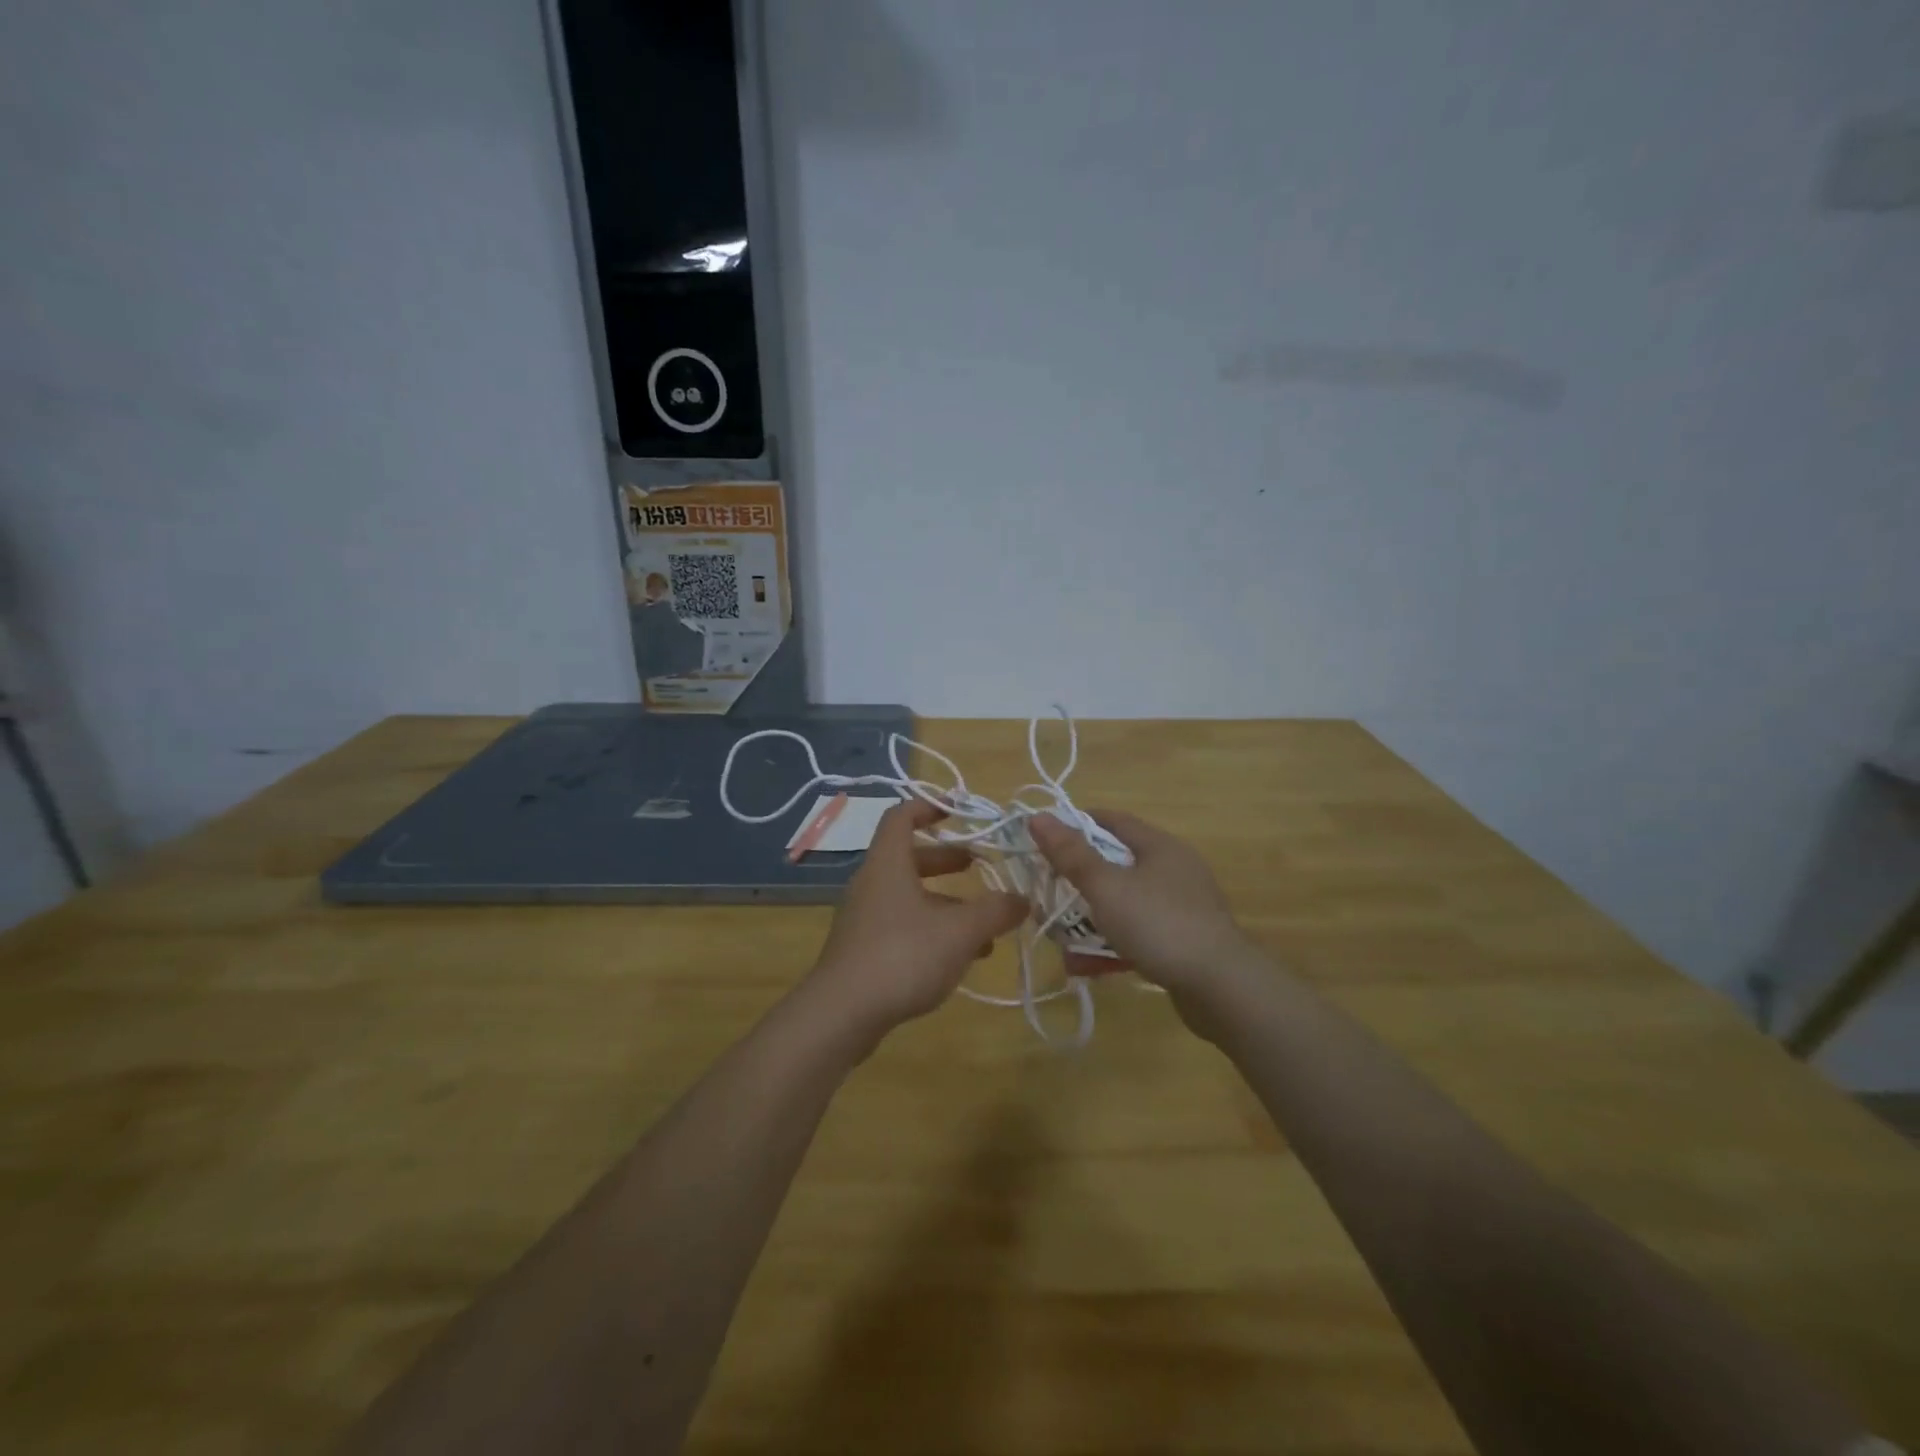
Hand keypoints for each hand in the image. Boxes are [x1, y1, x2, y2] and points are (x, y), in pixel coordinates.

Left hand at [806, 800, 1028, 1041]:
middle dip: (947, 859)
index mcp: (888, 864)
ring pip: (909, 897)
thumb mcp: (960, 931)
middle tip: (980, 865)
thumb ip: (995, 911)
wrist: (841, 1014)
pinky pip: (902, 926)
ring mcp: (864, 918)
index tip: (958, 811)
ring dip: (946, 902)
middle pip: (910, 858)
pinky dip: (932, 930)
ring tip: (985, 923)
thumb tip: (1023, 899)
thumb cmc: (902, 955)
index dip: (929, 807)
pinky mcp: (863, 950)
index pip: (901, 816)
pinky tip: (961, 957)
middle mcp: (872, 884)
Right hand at [1029, 810, 1253, 1000]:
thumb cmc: (1160, 925)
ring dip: (1091, 917)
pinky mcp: (1185, 941)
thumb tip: (1038, 816)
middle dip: (1079, 879)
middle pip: (1117, 863)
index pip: (1112, 820)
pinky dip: (1112, 943)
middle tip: (1047, 891)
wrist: (1223, 988)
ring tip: (1059, 938)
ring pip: (1125, 903)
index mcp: (1159, 846)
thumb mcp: (1106, 887)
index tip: (1044, 840)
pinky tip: (1087, 966)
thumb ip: (1071, 854)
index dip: (1076, 824)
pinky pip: (1139, 933)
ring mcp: (1182, 907)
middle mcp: (1174, 869)